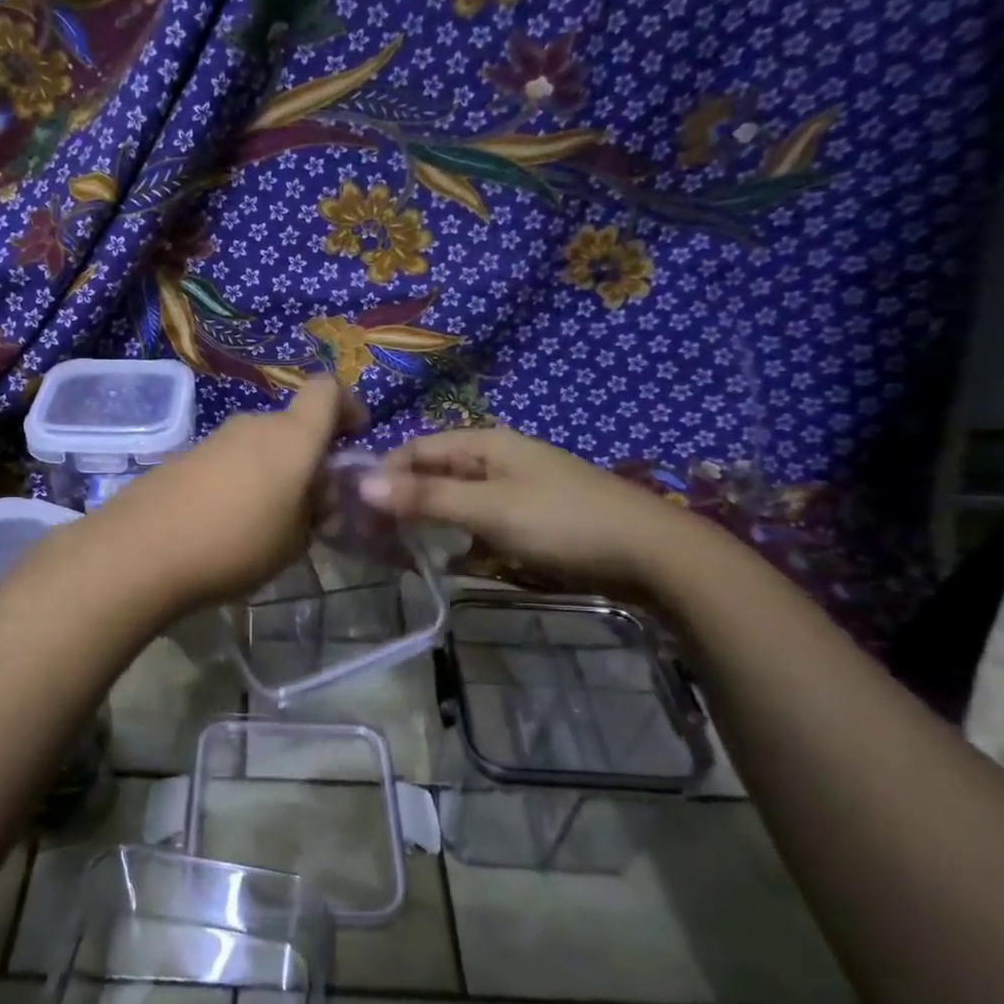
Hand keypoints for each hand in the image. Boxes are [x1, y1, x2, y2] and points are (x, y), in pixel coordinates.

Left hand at [90, 377, 359, 609]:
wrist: (141, 551)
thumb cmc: (236, 544)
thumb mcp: (295, 540)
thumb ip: (315, 511)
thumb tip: (316, 495)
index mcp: (292, 437)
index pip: (328, 390)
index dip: (348, 406)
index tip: (354, 438)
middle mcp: (255, 425)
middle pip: (293, 424)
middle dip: (310, 455)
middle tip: (312, 503)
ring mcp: (215, 438)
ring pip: (260, 444)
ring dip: (274, 470)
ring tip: (269, 520)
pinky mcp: (185, 456)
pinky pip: (229, 459)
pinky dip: (242, 479)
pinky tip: (229, 521)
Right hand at [358, 426, 696, 589]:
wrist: (650, 553)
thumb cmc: (562, 521)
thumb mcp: (488, 508)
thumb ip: (426, 496)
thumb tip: (362, 483)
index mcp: (483, 442)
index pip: (414, 449)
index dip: (382, 475)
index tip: (353, 511)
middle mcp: (493, 459)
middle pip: (431, 474)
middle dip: (400, 502)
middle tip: (368, 540)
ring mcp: (511, 490)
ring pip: (452, 501)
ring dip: (425, 523)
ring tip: (395, 554)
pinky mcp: (525, 519)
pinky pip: (476, 523)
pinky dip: (455, 539)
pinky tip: (442, 561)